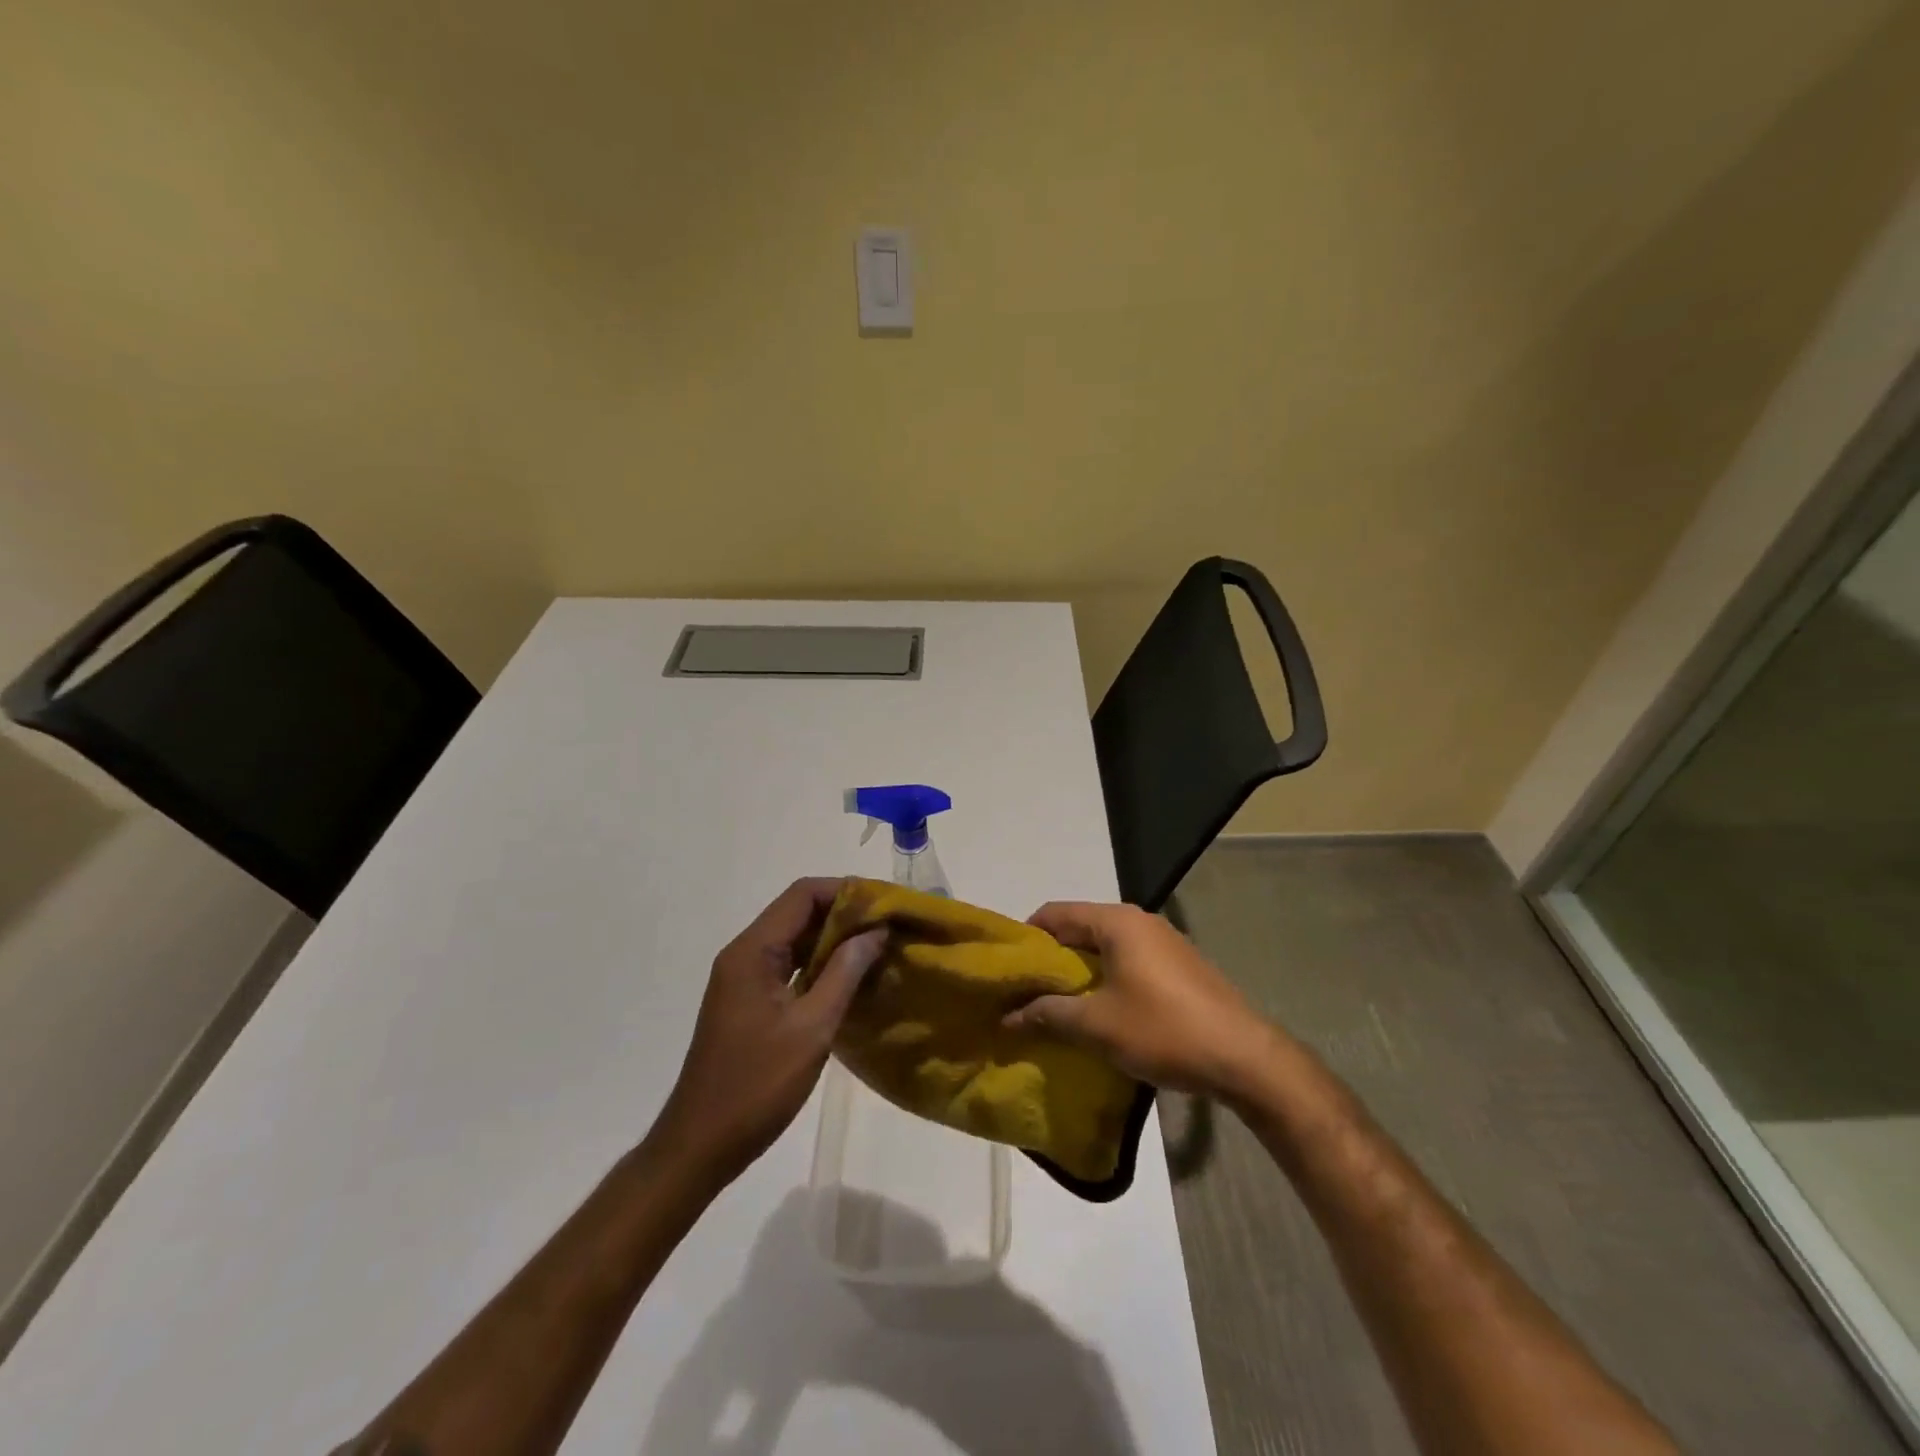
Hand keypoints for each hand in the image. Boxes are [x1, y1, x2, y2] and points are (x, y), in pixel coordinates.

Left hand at [653, 878, 885, 1188]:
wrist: (700, 1145)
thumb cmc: (756, 1086)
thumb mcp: (812, 1028)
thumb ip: (845, 973)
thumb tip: (876, 931)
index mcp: (752, 952)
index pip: (802, 895)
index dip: (845, 891)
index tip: (885, 904)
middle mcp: (744, 955)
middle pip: (798, 913)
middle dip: (845, 913)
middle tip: (889, 927)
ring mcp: (744, 979)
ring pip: (795, 939)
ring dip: (835, 940)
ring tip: (879, 949)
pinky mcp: (749, 1001)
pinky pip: (789, 966)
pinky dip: (820, 964)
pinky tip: (851, 979)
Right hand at [1003, 901, 1276, 1095]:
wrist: (1245, 1058)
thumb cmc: (1163, 1030)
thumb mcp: (1097, 1025)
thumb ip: (1048, 1014)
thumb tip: (1008, 1016)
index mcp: (1116, 922)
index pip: (1055, 913)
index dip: (1027, 938)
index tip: (1009, 969)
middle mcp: (1140, 920)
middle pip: (1080, 927)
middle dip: (1052, 957)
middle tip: (1028, 991)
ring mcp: (1165, 941)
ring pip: (1106, 945)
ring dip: (1081, 970)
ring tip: (1061, 1004)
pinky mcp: (1181, 965)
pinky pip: (1130, 960)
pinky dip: (1108, 977)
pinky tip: (1103, 1010)